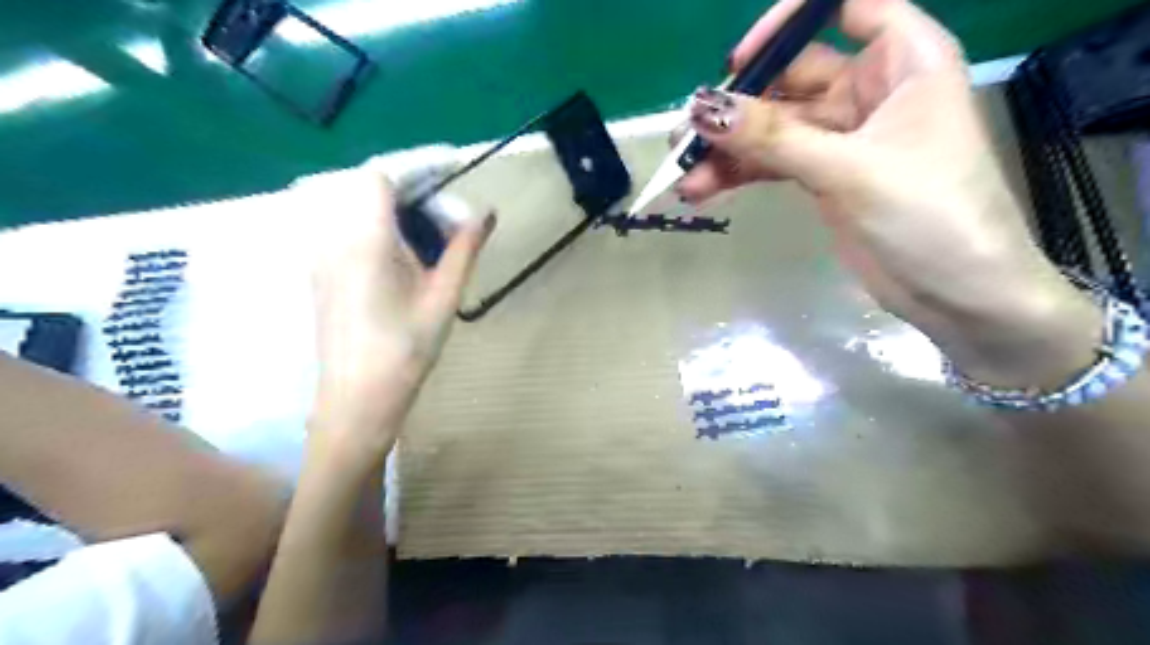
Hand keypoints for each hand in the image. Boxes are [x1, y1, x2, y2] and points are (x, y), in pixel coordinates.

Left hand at [305, 169, 494, 455]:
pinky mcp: (322, 272)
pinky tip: (405, 253)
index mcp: (364, 240)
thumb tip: (485, 212)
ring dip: (396, 206)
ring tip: (433, 231)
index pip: (383, 174)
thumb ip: (463, 249)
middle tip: (450, 210)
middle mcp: (334, 238)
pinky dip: (380, 225)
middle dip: (413, 186)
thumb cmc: (404, 352)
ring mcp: (322, 255)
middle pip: (369, 187)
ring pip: (357, 207)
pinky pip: (348, 229)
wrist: (356, 400)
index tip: (452, 167)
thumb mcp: (443, 298)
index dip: (417, 164)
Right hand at [677, 0, 1099, 387]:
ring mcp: (843, 137)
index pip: (845, 4)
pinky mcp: (824, 176)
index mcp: (903, 60)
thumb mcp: (850, 169)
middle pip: (792, 75)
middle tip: (685, 136)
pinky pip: (773, 162)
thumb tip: (701, 109)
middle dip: (738, 106)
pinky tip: (703, 190)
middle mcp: (870, 89)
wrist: (956, 294)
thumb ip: (774, 139)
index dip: (788, 22)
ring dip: (730, 149)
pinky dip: (741, 174)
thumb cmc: (930, 214)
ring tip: (684, 174)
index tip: (739, 60)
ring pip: (774, 127)